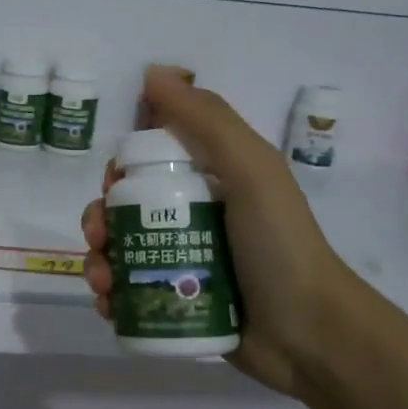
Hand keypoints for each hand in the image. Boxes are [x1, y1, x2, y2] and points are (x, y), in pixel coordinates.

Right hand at [80, 66, 348, 396]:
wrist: (310, 335)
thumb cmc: (279, 244)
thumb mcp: (251, 169)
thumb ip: (206, 120)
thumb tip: (153, 73)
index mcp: (211, 179)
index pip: (150, 161)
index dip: (122, 168)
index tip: (113, 183)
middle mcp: (194, 216)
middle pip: (127, 208)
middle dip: (101, 218)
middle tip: (100, 236)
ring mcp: (184, 261)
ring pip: (121, 250)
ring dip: (98, 260)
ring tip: (102, 281)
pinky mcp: (178, 301)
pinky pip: (130, 292)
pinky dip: (110, 296)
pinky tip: (108, 304)